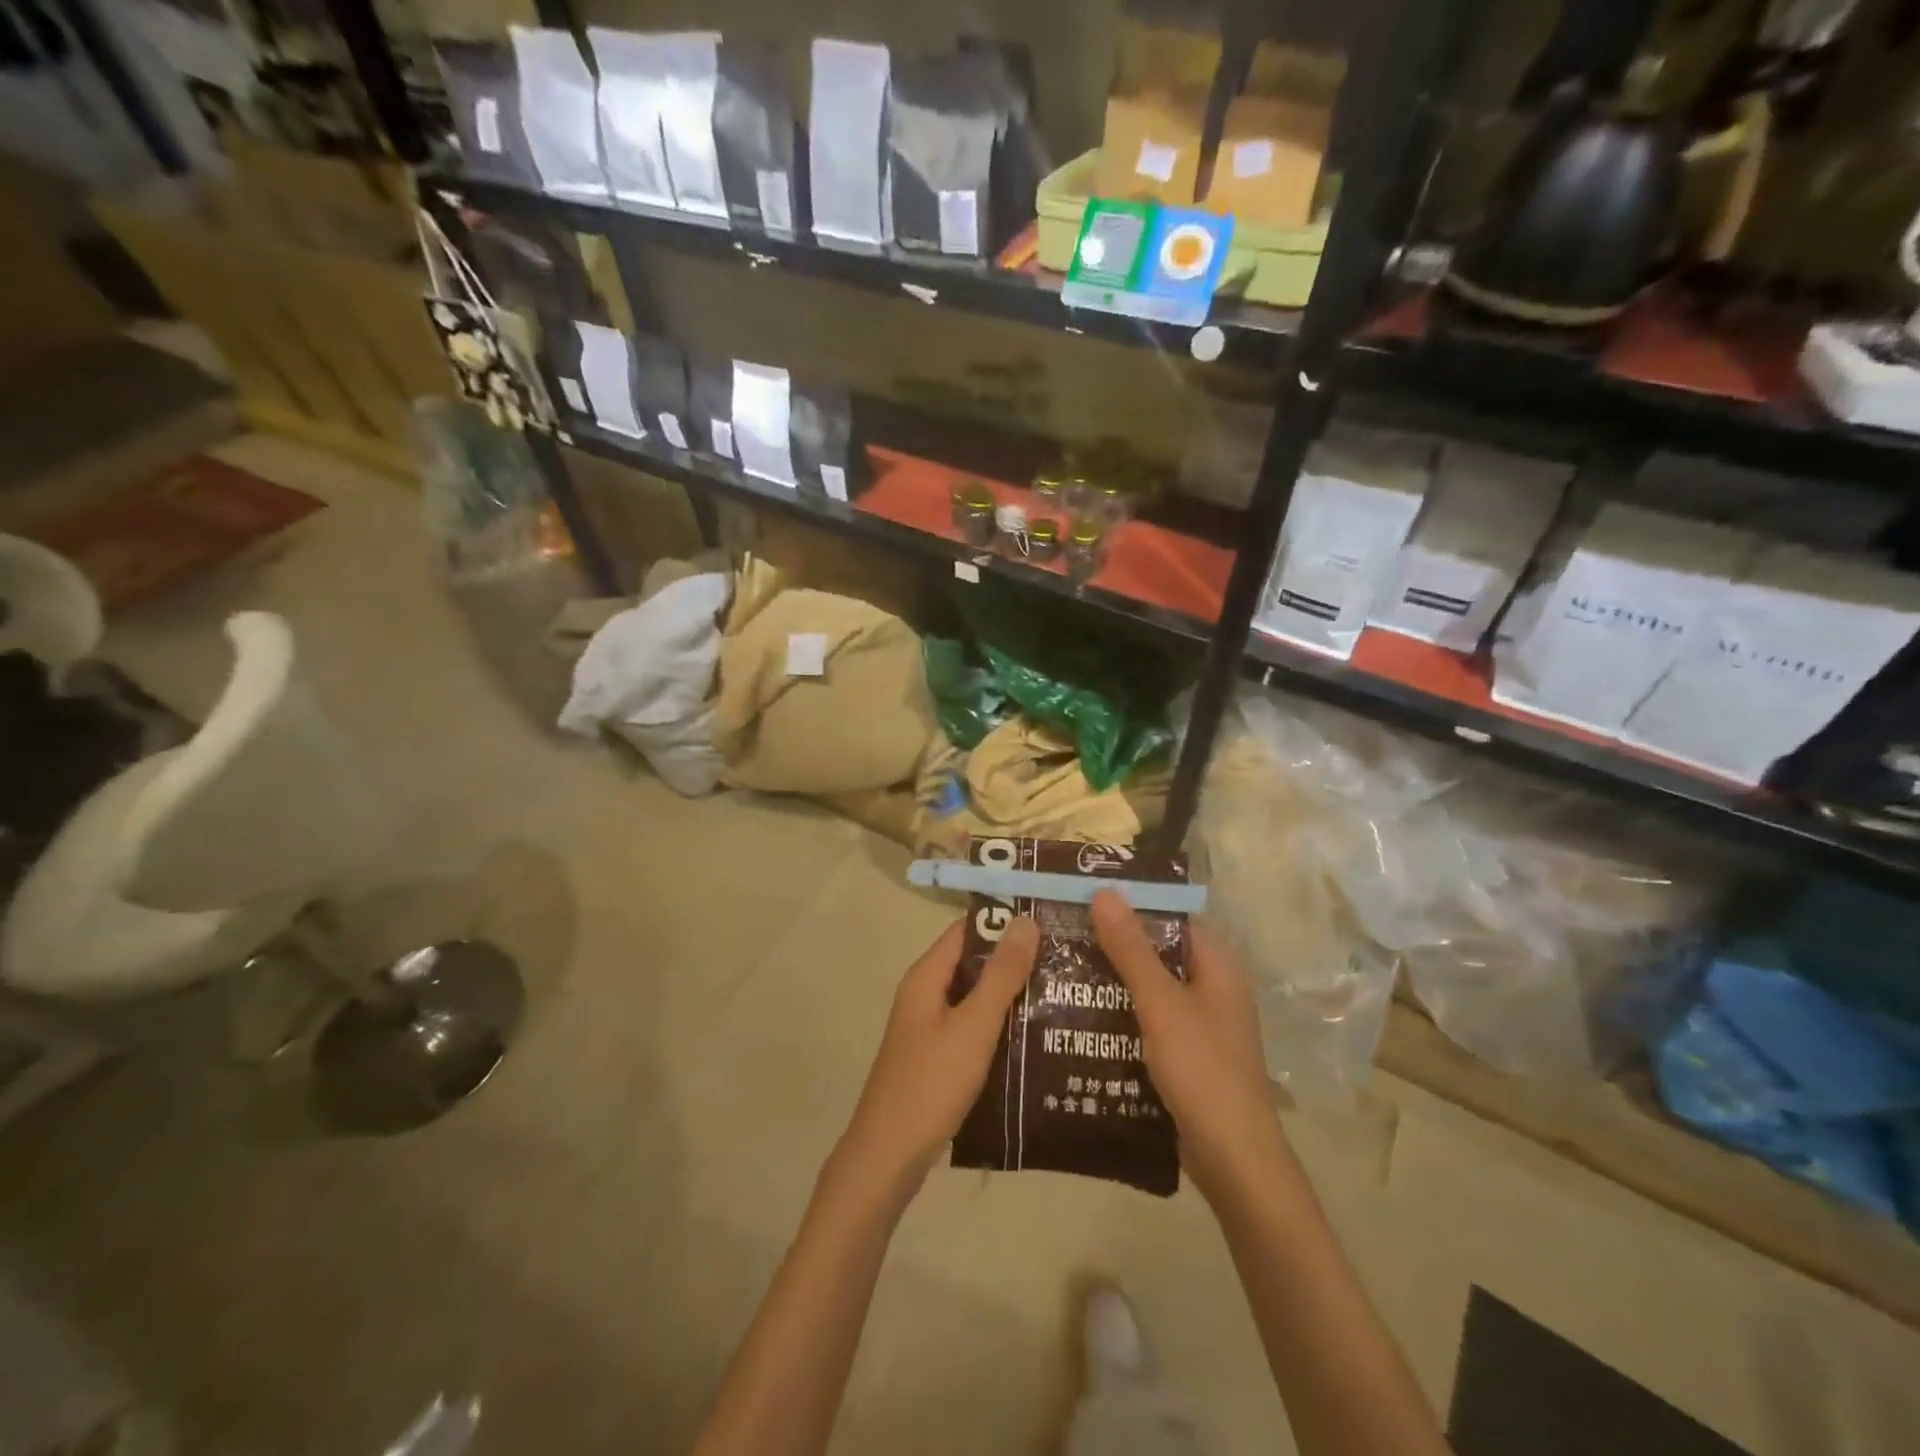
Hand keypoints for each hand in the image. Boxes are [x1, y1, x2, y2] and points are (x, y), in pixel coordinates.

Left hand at [835, 917, 1039, 1200]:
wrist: (889, 1157)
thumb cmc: (931, 1082)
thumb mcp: (973, 1025)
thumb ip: (1000, 975)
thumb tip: (1024, 920)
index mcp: (927, 977)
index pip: (967, 930)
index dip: (1004, 921)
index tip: (1048, 919)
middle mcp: (926, 995)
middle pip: (973, 963)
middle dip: (1015, 959)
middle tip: (1066, 958)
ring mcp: (930, 1028)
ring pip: (976, 999)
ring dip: (1012, 994)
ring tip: (1062, 992)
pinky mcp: (939, 1058)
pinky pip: (974, 1028)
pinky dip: (1001, 1026)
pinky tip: (1036, 1036)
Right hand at [1091, 891, 1283, 1204]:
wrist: (1233, 1159)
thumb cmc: (1202, 1069)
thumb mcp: (1160, 1003)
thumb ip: (1131, 949)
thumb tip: (1105, 892)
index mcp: (1217, 965)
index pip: (1171, 917)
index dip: (1131, 904)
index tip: (1085, 895)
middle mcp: (1211, 987)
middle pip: (1157, 952)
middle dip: (1113, 943)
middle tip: (1062, 930)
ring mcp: (1199, 1023)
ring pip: (1149, 987)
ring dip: (1112, 980)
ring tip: (1060, 966)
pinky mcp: (1185, 1054)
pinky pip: (1148, 1019)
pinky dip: (1120, 1013)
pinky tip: (1080, 1014)